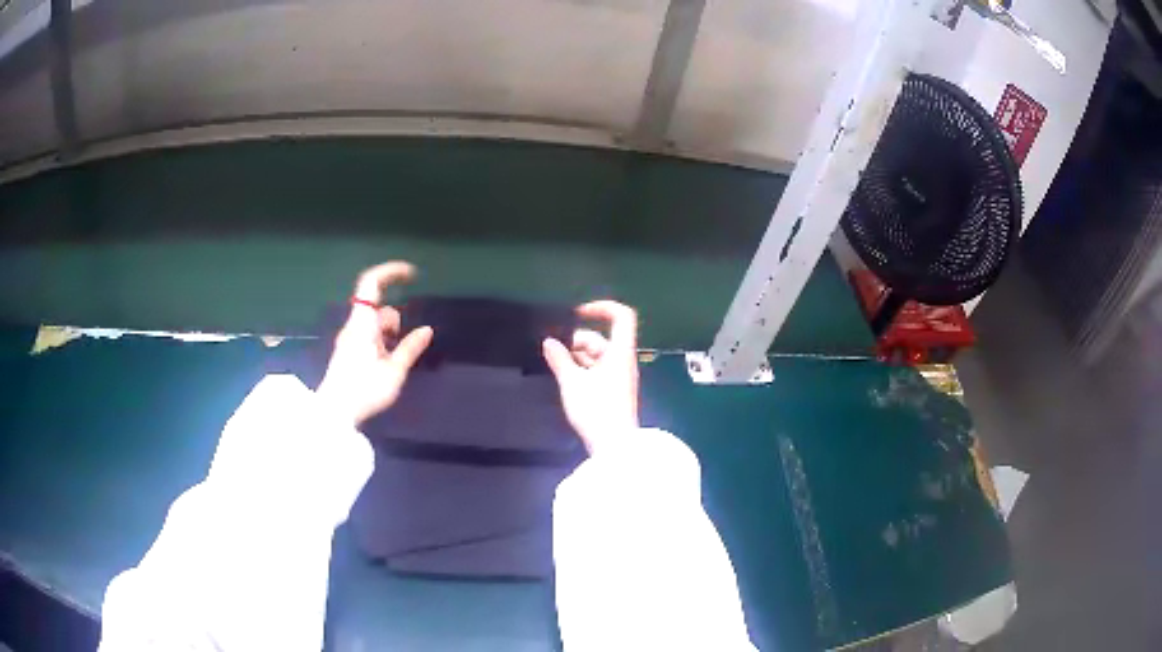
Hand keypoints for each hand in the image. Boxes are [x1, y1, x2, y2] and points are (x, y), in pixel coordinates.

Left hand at [318, 261, 433, 426]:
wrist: (334, 413)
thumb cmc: (364, 390)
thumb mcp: (394, 371)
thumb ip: (410, 348)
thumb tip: (427, 329)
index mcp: (363, 323)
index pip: (372, 283)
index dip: (390, 272)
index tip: (412, 274)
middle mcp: (353, 326)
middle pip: (376, 308)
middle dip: (395, 320)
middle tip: (403, 346)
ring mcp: (349, 339)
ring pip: (373, 324)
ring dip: (388, 335)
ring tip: (394, 362)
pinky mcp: (347, 352)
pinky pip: (368, 336)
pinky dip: (381, 343)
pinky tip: (385, 365)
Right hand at [542, 300, 639, 452]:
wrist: (615, 446)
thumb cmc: (596, 410)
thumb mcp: (572, 383)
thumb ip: (559, 359)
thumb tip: (549, 342)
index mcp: (621, 352)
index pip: (622, 316)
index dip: (601, 308)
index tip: (576, 314)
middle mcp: (624, 361)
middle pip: (603, 339)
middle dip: (577, 341)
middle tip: (554, 351)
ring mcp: (620, 377)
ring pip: (598, 356)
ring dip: (577, 357)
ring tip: (557, 367)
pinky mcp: (615, 392)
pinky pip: (598, 371)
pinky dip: (583, 370)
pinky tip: (566, 379)